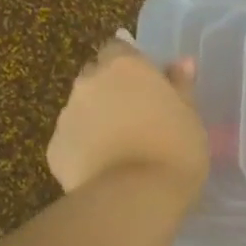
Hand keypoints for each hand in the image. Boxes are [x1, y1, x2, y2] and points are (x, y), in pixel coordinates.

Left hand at [47, 36, 208, 200]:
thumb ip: (181, 86)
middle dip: (109, 91)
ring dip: (97, 122)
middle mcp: (89, 82)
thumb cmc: (175, 150)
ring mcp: (67, 115)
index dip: (131, 67)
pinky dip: (84, 151)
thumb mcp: (190, 116)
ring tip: (120, 151)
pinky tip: (104, 172)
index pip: (119, 49)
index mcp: (125, 67)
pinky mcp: (54, 149)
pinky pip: (71, 142)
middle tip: (135, 119)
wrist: (135, 197)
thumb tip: (182, 62)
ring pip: (81, 110)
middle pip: (95, 77)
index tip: (147, 87)